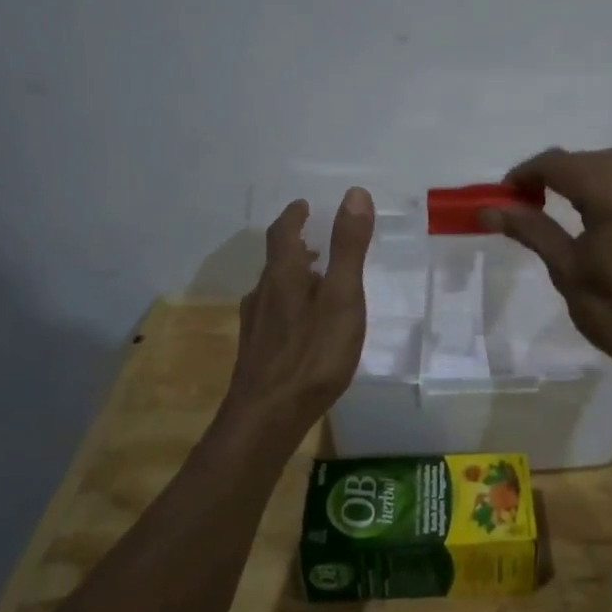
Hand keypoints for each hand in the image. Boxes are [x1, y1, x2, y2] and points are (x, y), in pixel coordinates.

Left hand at [222, 188, 373, 441]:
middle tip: (315, 240)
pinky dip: (290, 304)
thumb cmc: (312, 354)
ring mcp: (256, 325)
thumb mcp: (342, 297)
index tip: (303, 205)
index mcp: (284, 275)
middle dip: (295, 246)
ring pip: (273, 289)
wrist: (267, 418)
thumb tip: (355, 193)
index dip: (294, 216)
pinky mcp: (256, 352)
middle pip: (276, 261)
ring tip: (316, 280)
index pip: (284, 233)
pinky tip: (303, 326)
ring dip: (293, 276)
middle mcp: (263, 294)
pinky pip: (274, 315)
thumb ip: (349, 247)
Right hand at [480, 148, 611, 382]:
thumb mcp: (567, 271)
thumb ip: (531, 230)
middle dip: (557, 172)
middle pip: (590, 159)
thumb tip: (489, 209)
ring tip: (568, 205)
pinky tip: (609, 220)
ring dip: (589, 176)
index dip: (526, 173)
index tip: (506, 195)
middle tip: (531, 201)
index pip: (559, 163)